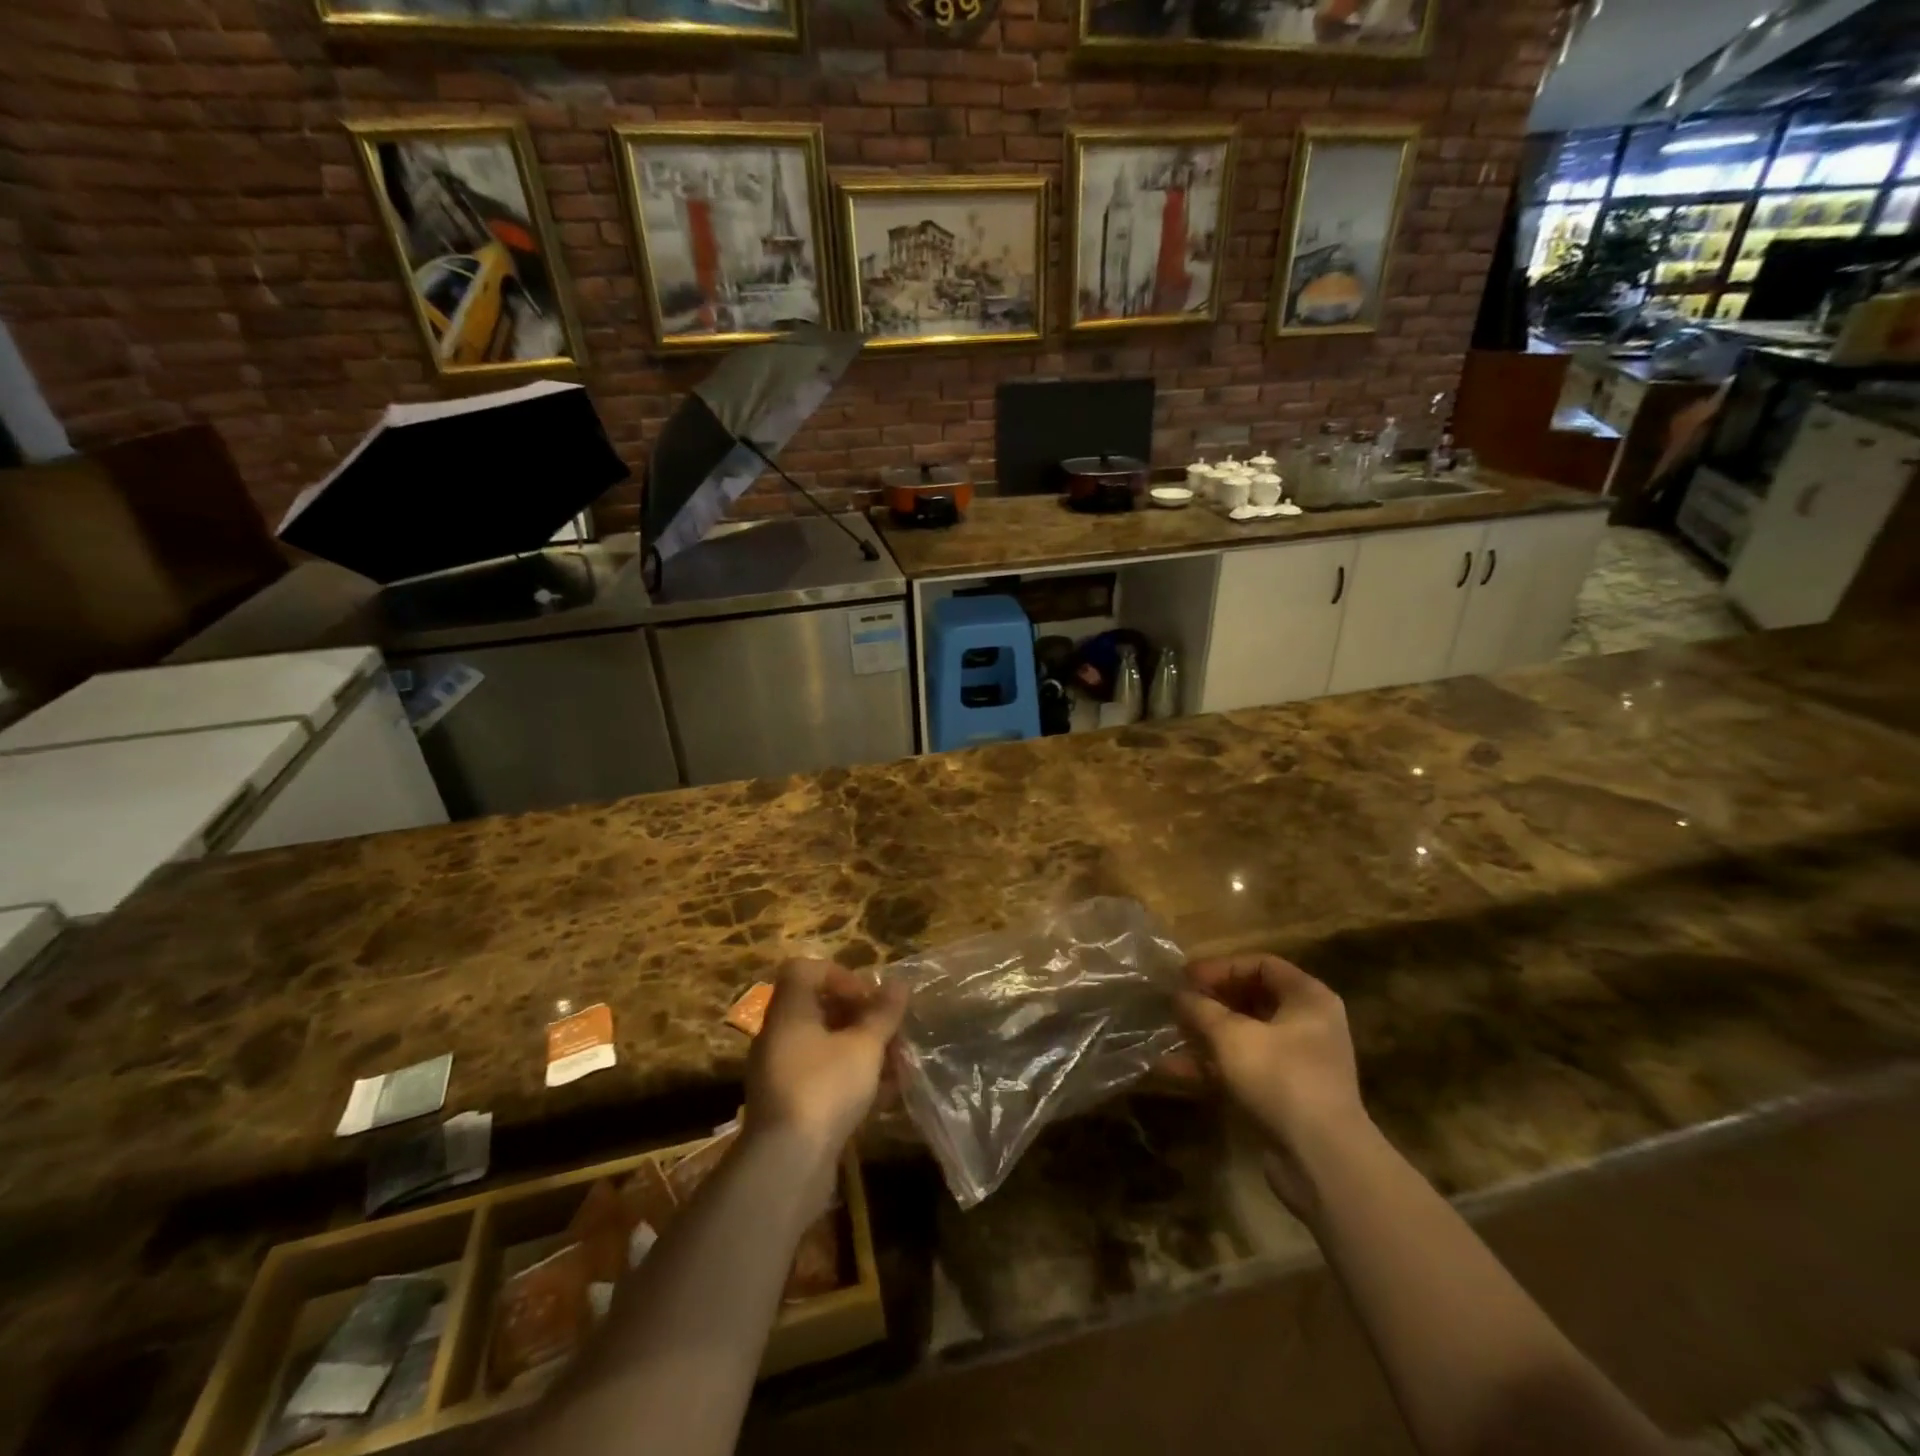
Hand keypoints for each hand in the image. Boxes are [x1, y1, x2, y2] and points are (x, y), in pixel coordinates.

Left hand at [745, 959, 907, 1159]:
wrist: (786, 1165)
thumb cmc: (825, 1088)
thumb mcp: (864, 1046)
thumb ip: (882, 1013)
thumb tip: (899, 984)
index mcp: (789, 1011)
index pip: (805, 970)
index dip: (840, 975)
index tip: (869, 997)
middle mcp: (779, 1036)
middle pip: (818, 1008)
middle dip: (860, 1016)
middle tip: (890, 1030)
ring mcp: (782, 1072)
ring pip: (825, 1046)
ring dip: (861, 1049)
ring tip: (897, 1063)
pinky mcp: (790, 1106)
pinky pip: (823, 1077)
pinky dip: (852, 1078)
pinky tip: (885, 1094)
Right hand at [1175, 955, 1368, 1218]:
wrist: (1321, 1160)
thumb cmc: (1280, 1078)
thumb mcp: (1231, 1035)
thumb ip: (1200, 1008)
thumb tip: (1178, 994)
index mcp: (1308, 998)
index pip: (1261, 964)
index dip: (1221, 967)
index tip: (1185, 977)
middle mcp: (1308, 1025)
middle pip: (1252, 999)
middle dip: (1209, 1002)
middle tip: (1176, 1004)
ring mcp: (1297, 1063)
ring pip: (1243, 1037)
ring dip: (1205, 1035)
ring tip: (1168, 1034)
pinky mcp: (1284, 1096)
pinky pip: (1243, 1069)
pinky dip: (1212, 1067)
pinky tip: (1172, 1070)